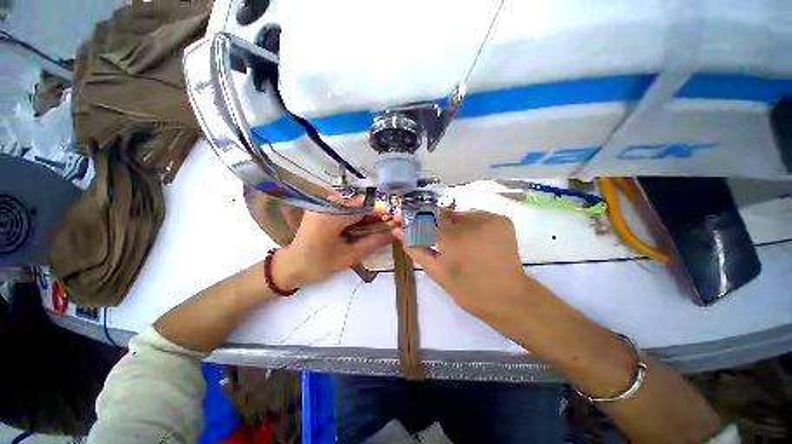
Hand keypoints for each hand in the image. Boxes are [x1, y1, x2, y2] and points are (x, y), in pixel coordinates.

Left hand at [273, 196, 392, 288]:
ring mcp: (322, 204)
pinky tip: (361, 224)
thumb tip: (394, 233)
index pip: (364, 208)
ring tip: (375, 226)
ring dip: (366, 213)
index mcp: (331, 217)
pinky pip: (344, 205)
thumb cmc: (319, 264)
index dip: (382, 212)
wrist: (292, 265)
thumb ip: (373, 243)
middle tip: (387, 225)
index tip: (395, 221)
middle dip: (375, 213)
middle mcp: (326, 204)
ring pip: (353, 203)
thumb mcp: (349, 256)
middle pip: (359, 203)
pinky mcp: (320, 206)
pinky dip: (356, 213)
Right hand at [394, 211, 529, 323]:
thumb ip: (416, 249)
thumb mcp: (437, 272)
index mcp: (452, 239)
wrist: (508, 297)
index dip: (416, 222)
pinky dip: (473, 226)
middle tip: (443, 243)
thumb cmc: (469, 290)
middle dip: (439, 227)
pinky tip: (476, 241)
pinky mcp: (502, 220)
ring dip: (456, 226)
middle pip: (444, 216)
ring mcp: (489, 219)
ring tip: (462, 245)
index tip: (411, 224)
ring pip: (461, 215)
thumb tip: (399, 232)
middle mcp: (471, 223)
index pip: (424, 220)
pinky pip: (478, 216)